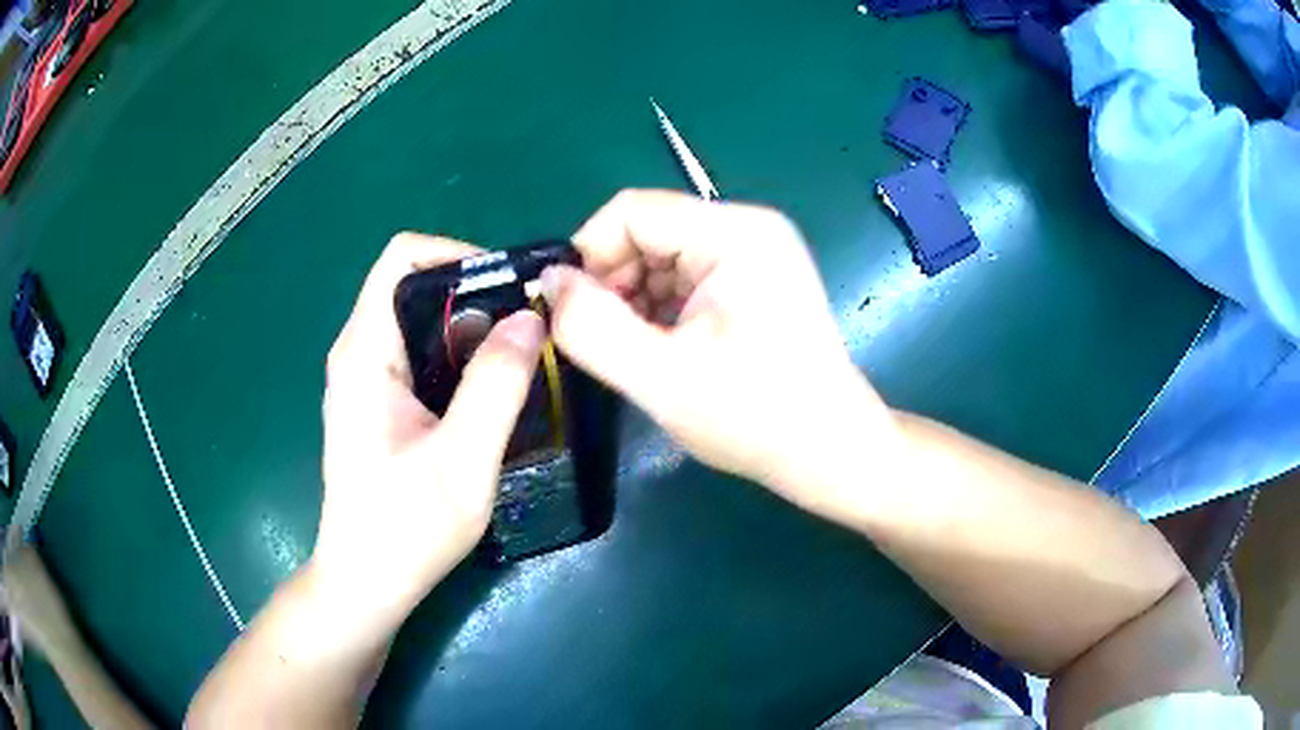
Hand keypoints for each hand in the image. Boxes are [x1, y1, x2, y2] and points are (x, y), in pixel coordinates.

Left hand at [313, 234, 544, 623]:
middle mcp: (357, 352)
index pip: (404, 257)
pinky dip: (457, 357)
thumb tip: (531, 317)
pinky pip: (418, 353)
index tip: (510, 292)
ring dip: (470, 329)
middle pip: (416, 284)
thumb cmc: (406, 528)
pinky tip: (485, 394)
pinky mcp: (375, 401)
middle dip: (475, 296)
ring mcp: (363, 377)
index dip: (460, 256)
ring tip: (515, 361)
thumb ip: (497, 384)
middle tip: (525, 332)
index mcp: (365, 352)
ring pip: (420, 320)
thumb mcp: (464, 459)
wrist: (366, 581)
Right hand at [543, 190, 904, 523]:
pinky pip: (684, 277)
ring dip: (633, 301)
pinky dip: (659, 309)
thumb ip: (593, 327)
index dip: (588, 257)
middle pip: (647, 231)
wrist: (829, 451)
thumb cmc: (756, 418)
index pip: (631, 212)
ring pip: (660, 257)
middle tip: (603, 343)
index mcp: (735, 234)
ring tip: (638, 354)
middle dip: (612, 283)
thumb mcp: (662, 378)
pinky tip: (664, 350)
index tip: (569, 314)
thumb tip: (550, 283)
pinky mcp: (753, 279)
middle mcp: (747, 228)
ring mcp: (754, 252)